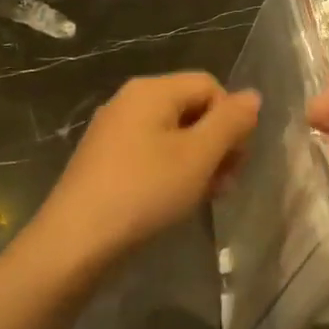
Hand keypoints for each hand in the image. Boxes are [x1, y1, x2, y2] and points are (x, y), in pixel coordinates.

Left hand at [36, 72, 259, 264]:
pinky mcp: (105, 160)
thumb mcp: (199, 155)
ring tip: (205, 196)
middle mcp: (129, 101)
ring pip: (174, 135)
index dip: (232, 118)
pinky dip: (172, 171)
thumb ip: (230, 121)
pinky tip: (176, 200)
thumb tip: (252, 96)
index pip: (210, 86)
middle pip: (192, 108)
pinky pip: (151, 153)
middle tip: (225, 182)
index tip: (236, 160)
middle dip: (217, 143)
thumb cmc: (145, 191)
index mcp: (152, 90)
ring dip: (199, 161)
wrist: (76, 242)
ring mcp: (114, 131)